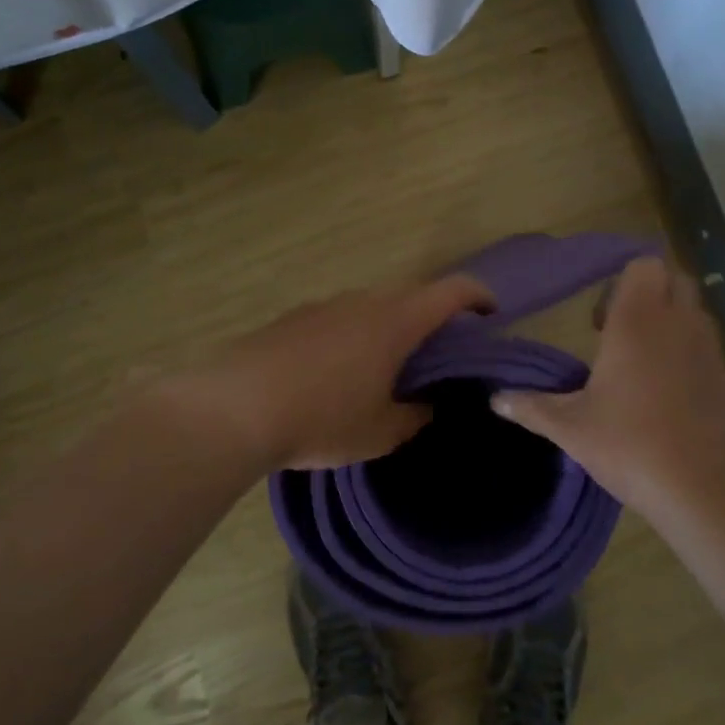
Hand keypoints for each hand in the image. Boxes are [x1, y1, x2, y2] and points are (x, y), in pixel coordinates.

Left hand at [185, 274, 497, 471]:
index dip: (479, 296)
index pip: (451, 291)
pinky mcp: (291, 319)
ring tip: (384, 368)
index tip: (492, 313)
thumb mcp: (379, 433)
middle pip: (410, 297)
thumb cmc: (321, 419)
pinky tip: (335, 375)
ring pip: (370, 308)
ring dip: (387, 328)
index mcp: (395, 322)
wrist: (233, 408)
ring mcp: (323, 306)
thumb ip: (413, 418)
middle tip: (437, 353)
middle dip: (431, 318)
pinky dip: (351, 337)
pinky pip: (336, 320)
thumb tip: (426, 408)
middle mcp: (362, 302)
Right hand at [490, 258, 724, 519]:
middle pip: (675, 280)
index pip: (644, 265)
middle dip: (650, 296)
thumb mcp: (572, 429)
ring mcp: (713, 353)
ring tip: (642, 371)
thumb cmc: (633, 446)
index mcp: (638, 322)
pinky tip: (670, 403)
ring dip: (671, 326)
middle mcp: (680, 325)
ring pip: (695, 315)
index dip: (623, 282)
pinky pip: (710, 353)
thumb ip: (532, 407)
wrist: (712, 493)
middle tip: (620, 337)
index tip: (602, 321)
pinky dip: (691, 360)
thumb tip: (494, 400)